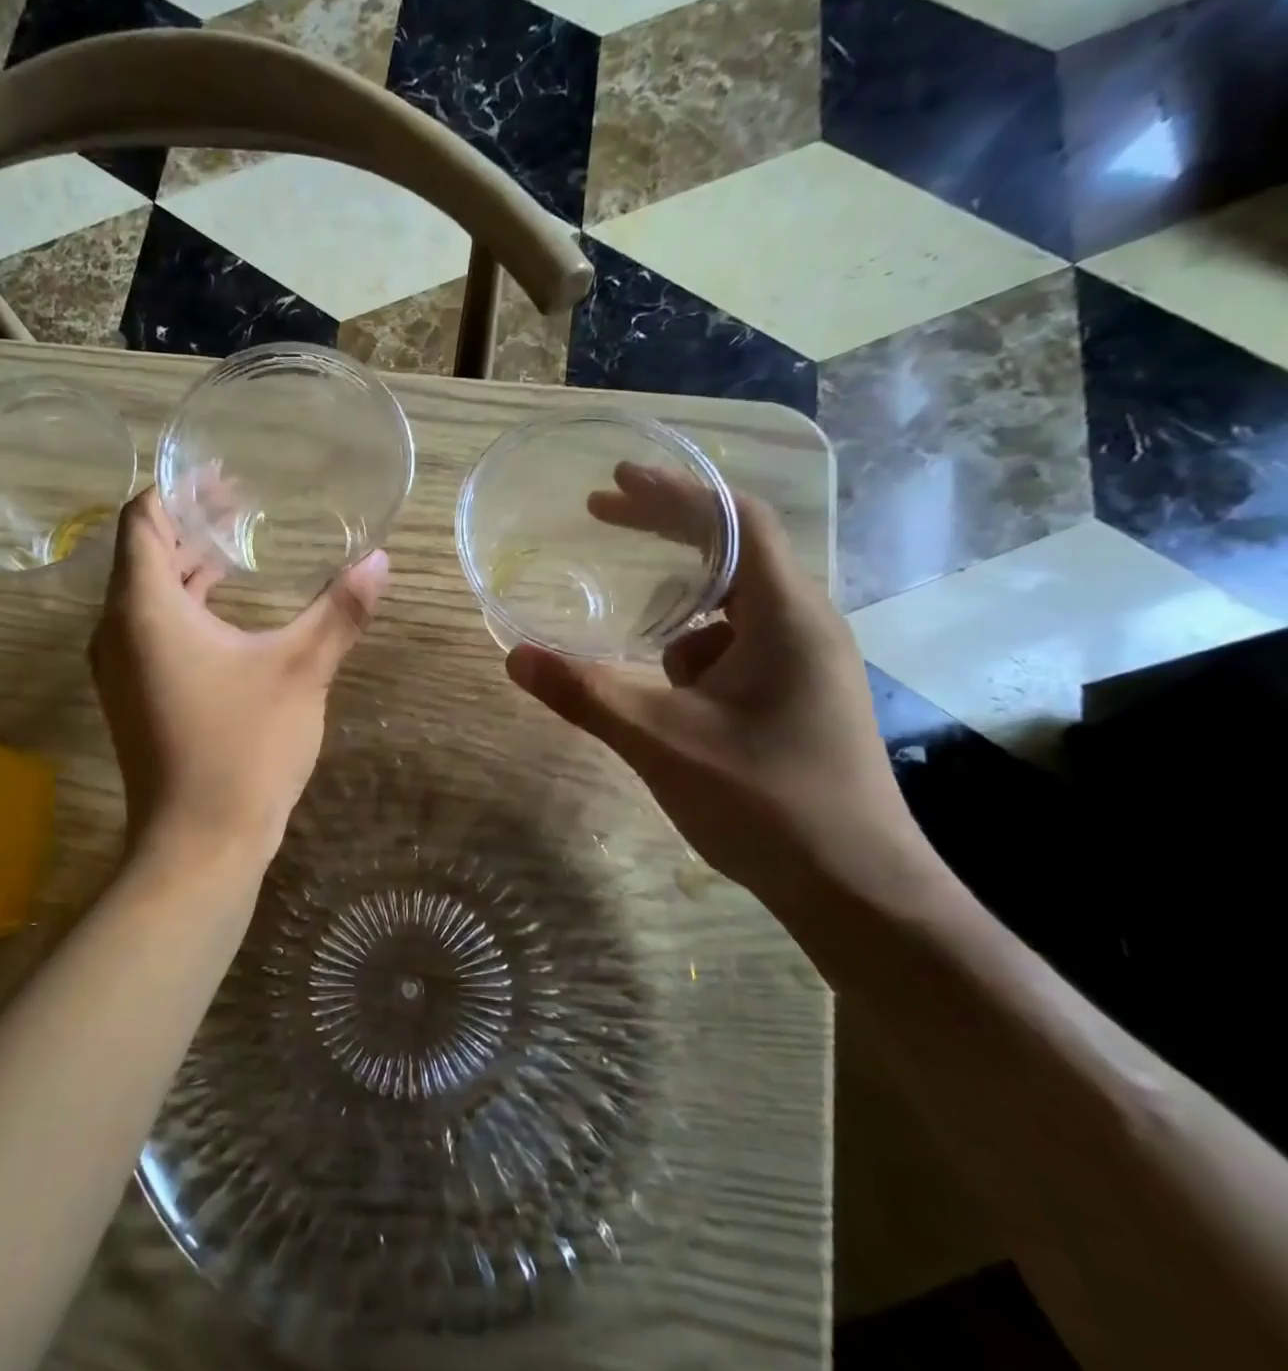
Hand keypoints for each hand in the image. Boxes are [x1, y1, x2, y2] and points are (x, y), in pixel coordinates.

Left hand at [89, 489, 388, 870]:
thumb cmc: (244, 749)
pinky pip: (150, 629)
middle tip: (243, 504)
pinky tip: (227, 609)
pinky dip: (184, 605)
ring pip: (147, 594)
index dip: (179, 489)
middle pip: (144, 553)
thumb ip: (339, 611)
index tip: (224, 475)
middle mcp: (117, 630)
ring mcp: (120, 667)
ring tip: (239, 547)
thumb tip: (381, 560)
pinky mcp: (133, 696)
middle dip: (190, 523)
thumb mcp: (301, 671)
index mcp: (144, 609)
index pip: (143, 519)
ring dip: (188, 566)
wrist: (199, 845)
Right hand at [506, 468, 920, 901]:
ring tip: (633, 634)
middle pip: (734, 550)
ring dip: (677, 602)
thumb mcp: (661, 741)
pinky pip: (736, 645)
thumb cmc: (767, 803)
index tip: (615, 480)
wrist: (856, 889)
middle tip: (602, 513)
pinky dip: (691, 646)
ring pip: (731, 605)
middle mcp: (804, 625)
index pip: (736, 521)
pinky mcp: (797, 695)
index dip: (675, 492)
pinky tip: (666, 687)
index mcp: (785, 617)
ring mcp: (805, 663)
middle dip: (666, 529)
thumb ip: (585, 695)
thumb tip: (515, 656)